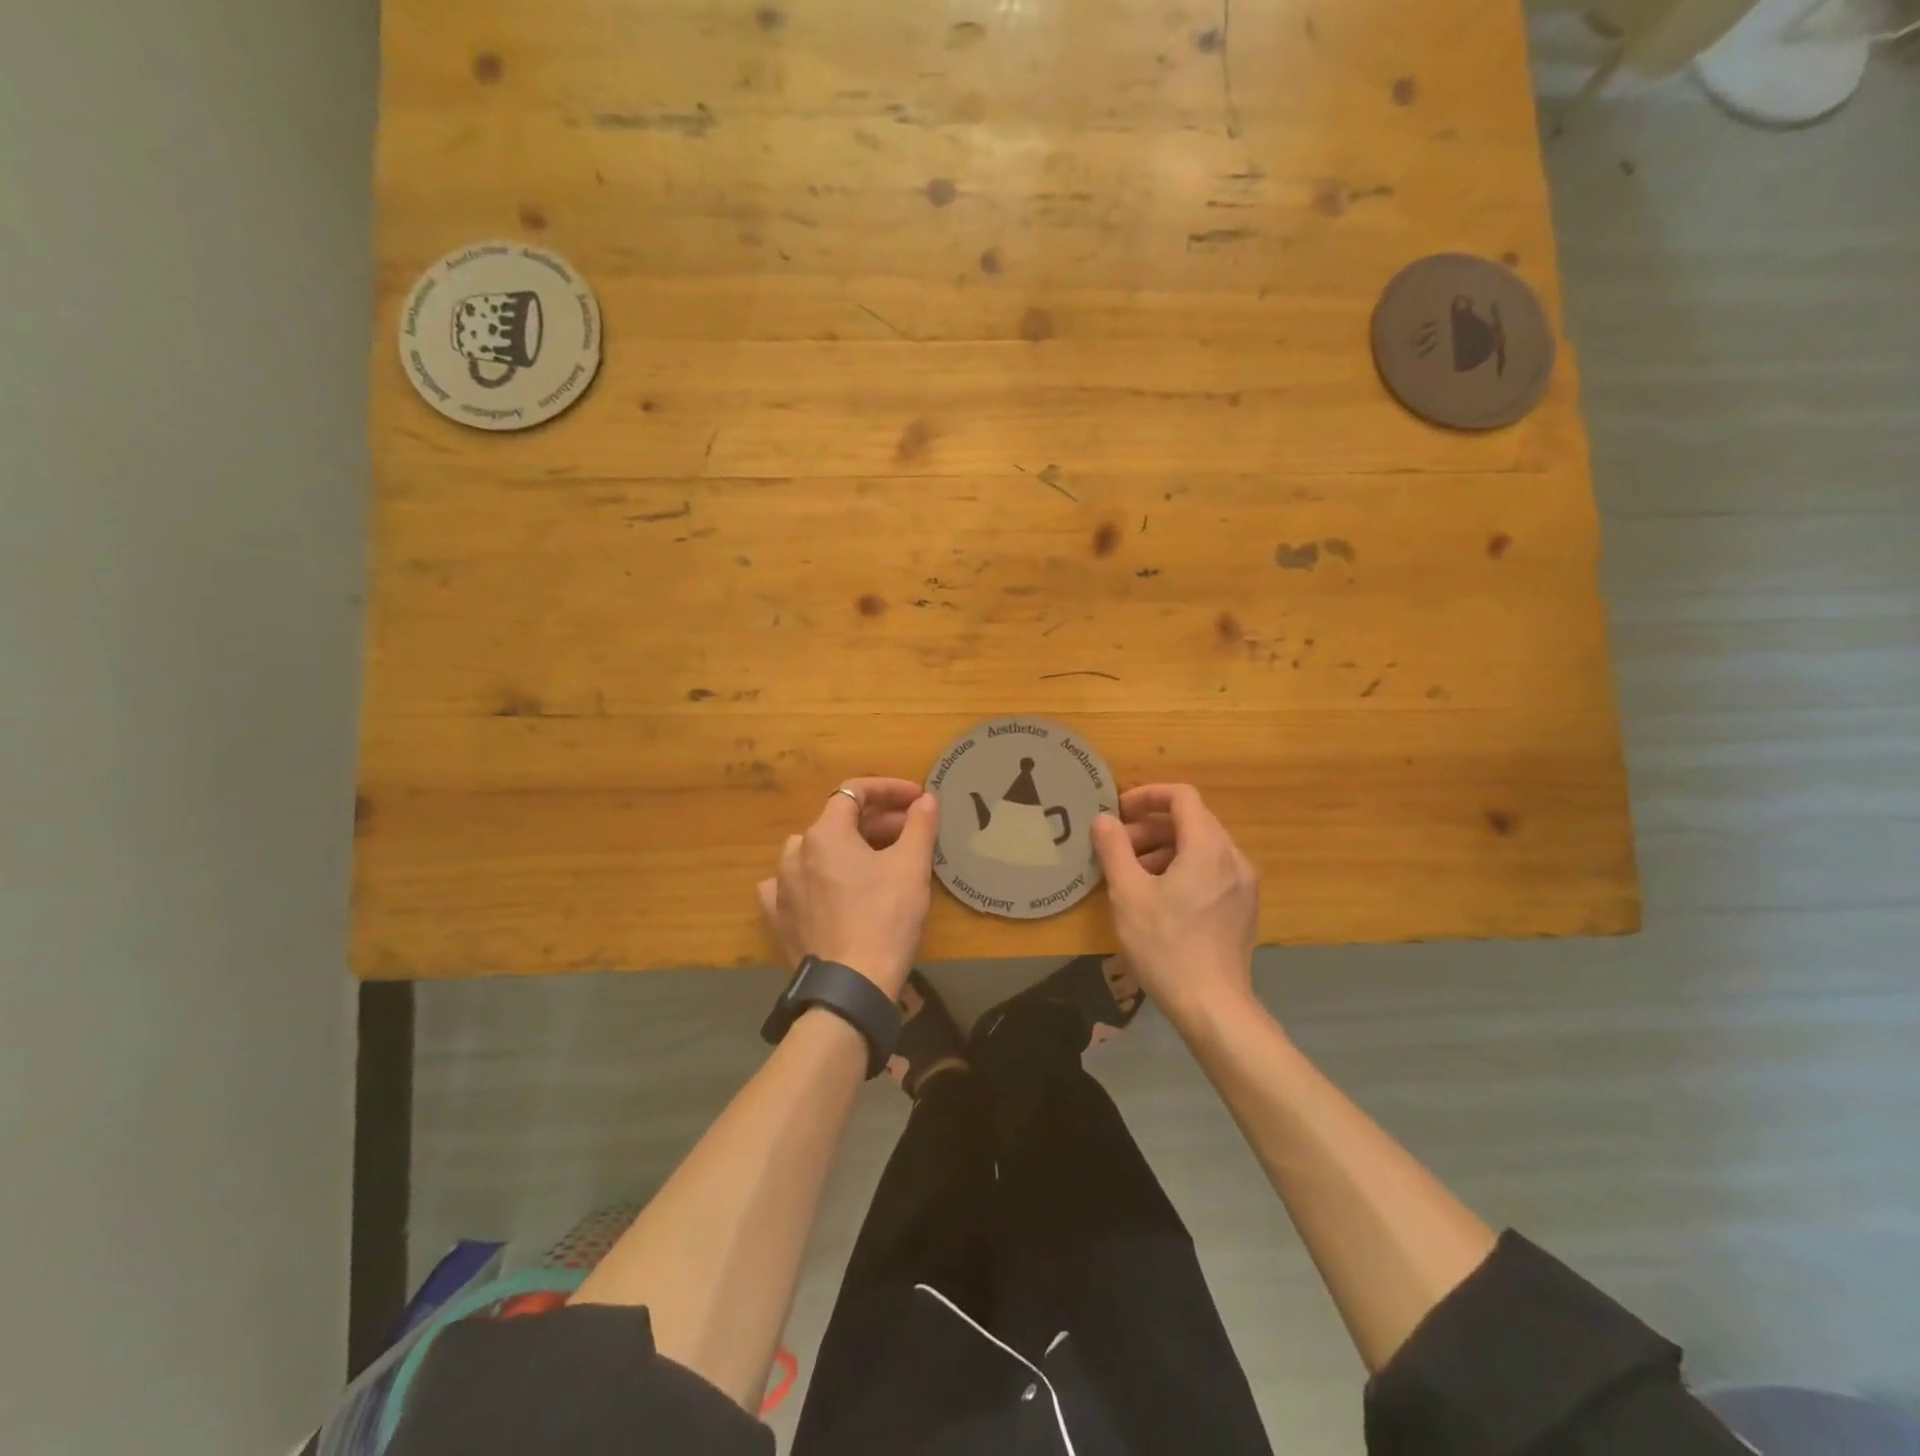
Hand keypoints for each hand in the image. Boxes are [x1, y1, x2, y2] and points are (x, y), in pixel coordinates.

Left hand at [758, 778, 939, 998]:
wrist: (850, 987)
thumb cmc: (885, 918)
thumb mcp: (912, 867)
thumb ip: (920, 825)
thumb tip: (926, 799)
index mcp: (825, 834)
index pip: (854, 792)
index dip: (889, 790)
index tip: (917, 799)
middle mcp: (795, 853)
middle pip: (837, 822)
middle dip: (877, 822)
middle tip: (911, 832)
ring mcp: (780, 887)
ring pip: (815, 852)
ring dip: (847, 848)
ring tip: (876, 861)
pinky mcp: (778, 918)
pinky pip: (793, 885)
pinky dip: (814, 878)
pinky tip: (828, 889)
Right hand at [1091, 784, 1258, 1026]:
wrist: (1213, 1006)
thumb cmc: (1165, 945)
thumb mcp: (1128, 894)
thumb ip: (1114, 848)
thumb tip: (1104, 819)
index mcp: (1208, 847)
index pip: (1182, 796)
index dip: (1148, 795)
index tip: (1119, 812)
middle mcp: (1233, 858)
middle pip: (1192, 821)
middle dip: (1151, 826)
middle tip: (1117, 847)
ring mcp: (1244, 884)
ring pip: (1202, 847)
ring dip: (1165, 848)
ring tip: (1133, 874)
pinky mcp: (1244, 907)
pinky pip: (1212, 870)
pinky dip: (1184, 868)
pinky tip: (1159, 897)